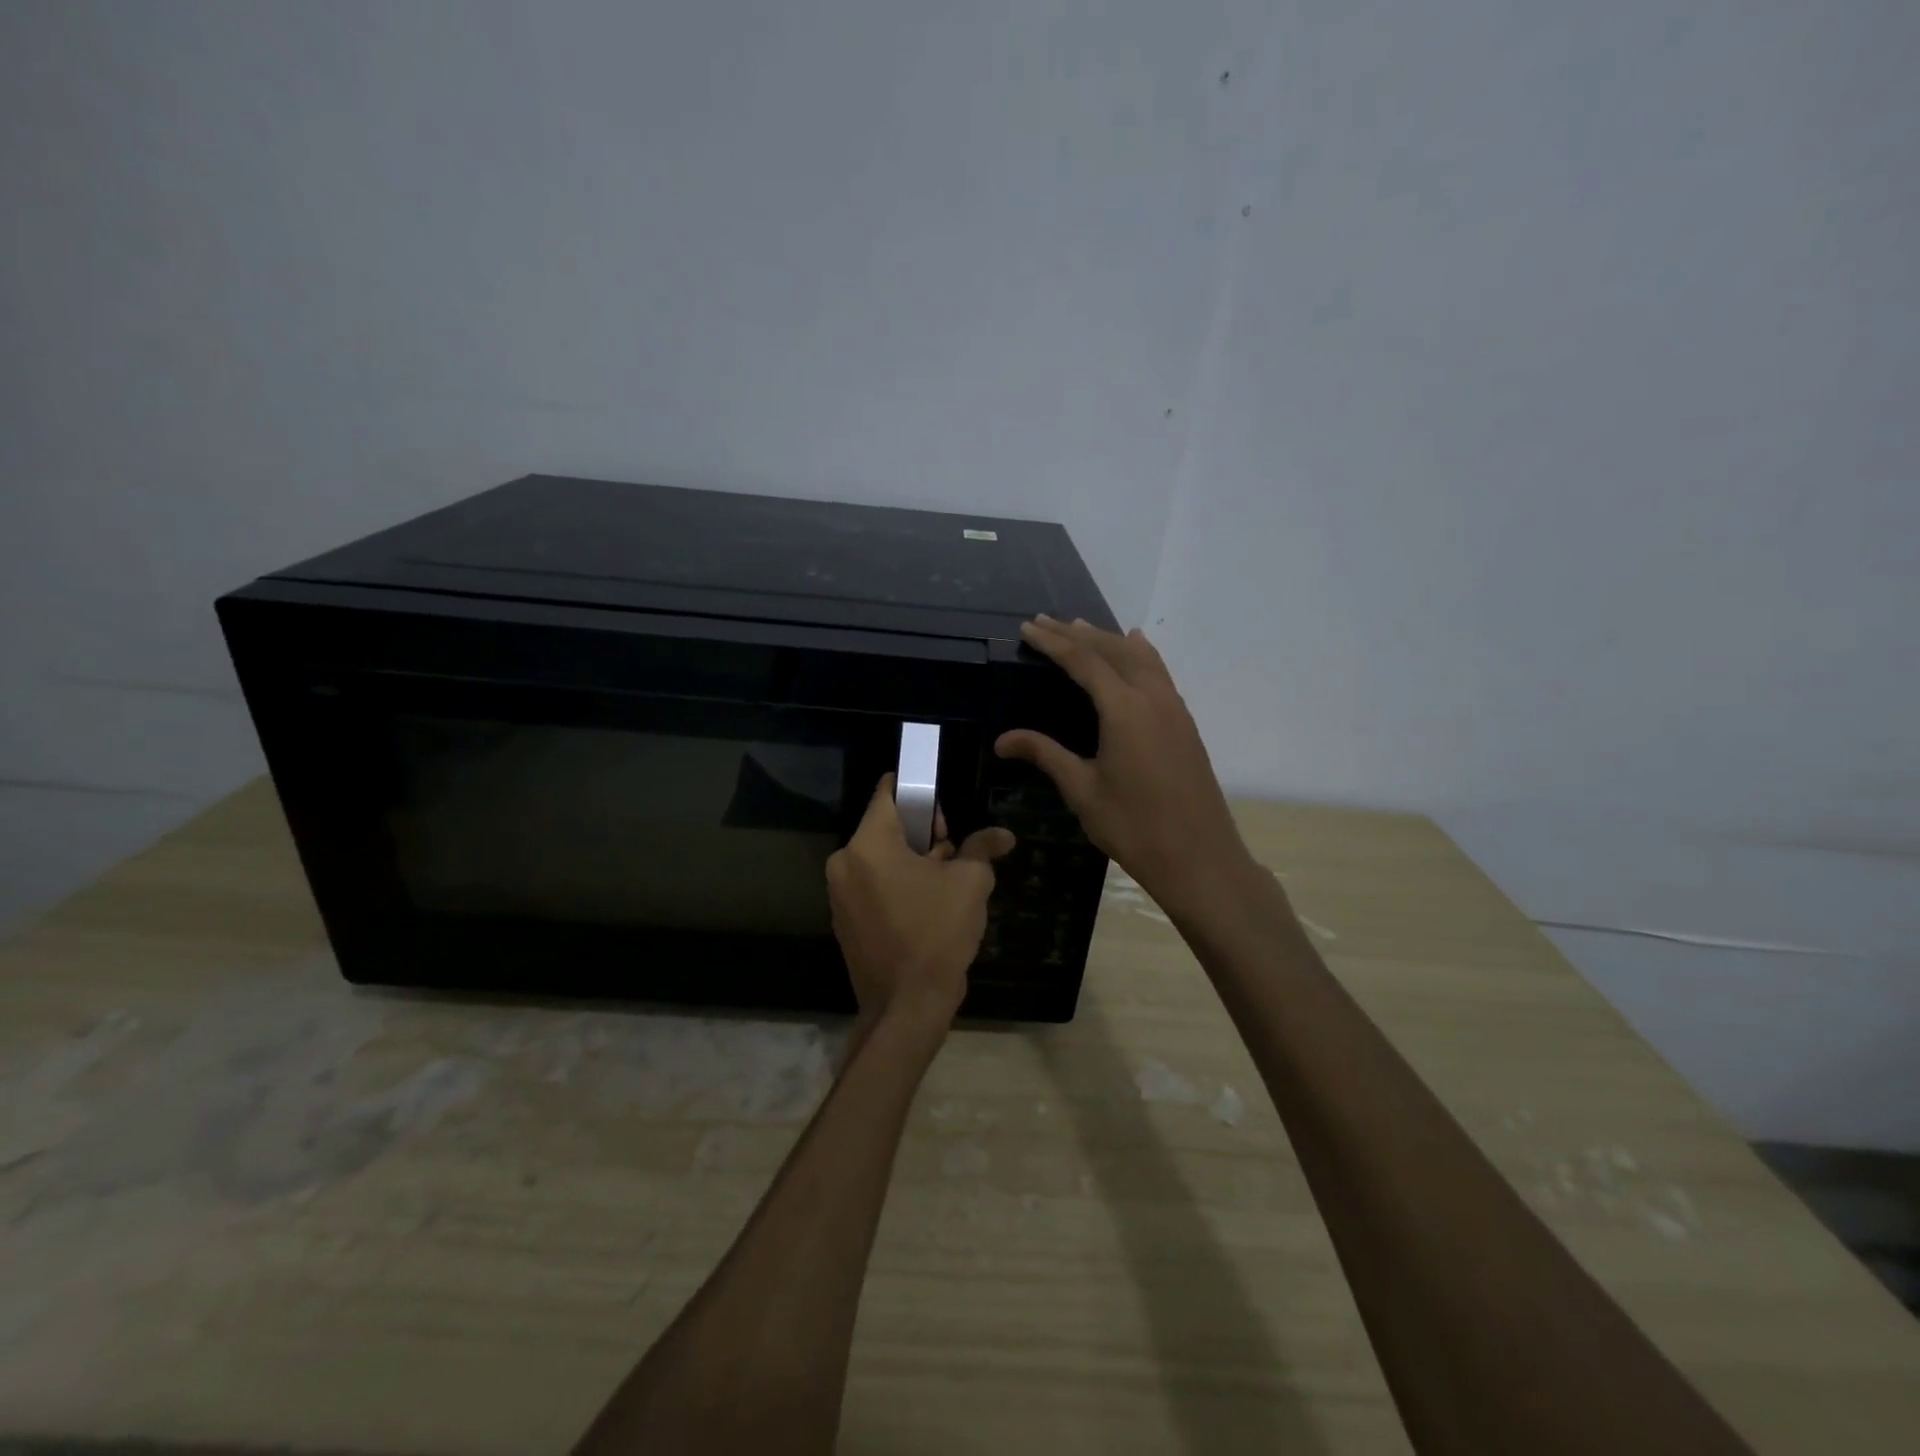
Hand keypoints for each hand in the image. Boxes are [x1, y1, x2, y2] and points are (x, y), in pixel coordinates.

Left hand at [826, 774, 1015, 1028]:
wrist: (908, 1007)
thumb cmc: (937, 933)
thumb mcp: (969, 883)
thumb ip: (982, 848)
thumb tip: (1002, 835)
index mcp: (868, 845)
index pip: (887, 794)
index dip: (917, 790)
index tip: (941, 800)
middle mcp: (844, 863)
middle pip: (885, 828)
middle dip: (921, 833)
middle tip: (954, 852)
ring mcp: (840, 895)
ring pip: (880, 858)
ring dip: (911, 861)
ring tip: (946, 882)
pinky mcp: (845, 921)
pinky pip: (872, 885)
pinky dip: (897, 885)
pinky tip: (926, 906)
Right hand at [995, 616, 1254, 922]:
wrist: (1199, 858)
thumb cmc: (1134, 827)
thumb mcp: (1083, 790)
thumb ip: (1045, 755)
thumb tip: (1003, 740)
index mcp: (1124, 709)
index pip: (1084, 661)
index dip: (1054, 642)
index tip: (1029, 628)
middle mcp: (1152, 697)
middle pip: (1112, 651)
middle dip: (1077, 634)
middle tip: (1046, 622)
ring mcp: (1174, 708)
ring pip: (1140, 658)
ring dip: (1109, 640)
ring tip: (1082, 628)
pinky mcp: (1184, 723)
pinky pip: (1159, 672)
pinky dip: (1140, 654)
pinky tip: (1136, 649)